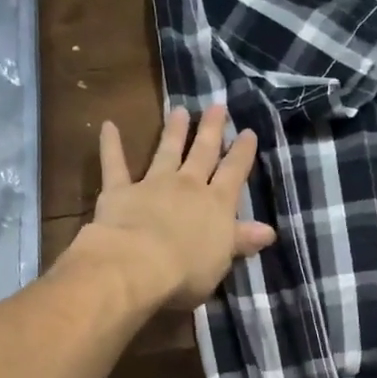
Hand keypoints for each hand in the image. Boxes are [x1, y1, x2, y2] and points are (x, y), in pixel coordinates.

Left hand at [75, 105, 272, 312]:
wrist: (139, 264)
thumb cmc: (187, 271)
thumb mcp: (222, 260)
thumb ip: (241, 241)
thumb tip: (268, 231)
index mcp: (217, 205)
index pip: (234, 174)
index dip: (242, 154)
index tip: (248, 133)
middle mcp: (188, 187)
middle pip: (203, 153)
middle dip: (211, 130)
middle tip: (217, 106)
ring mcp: (153, 184)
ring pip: (166, 152)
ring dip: (174, 131)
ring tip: (179, 110)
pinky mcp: (120, 190)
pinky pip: (115, 164)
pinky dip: (111, 145)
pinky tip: (108, 126)